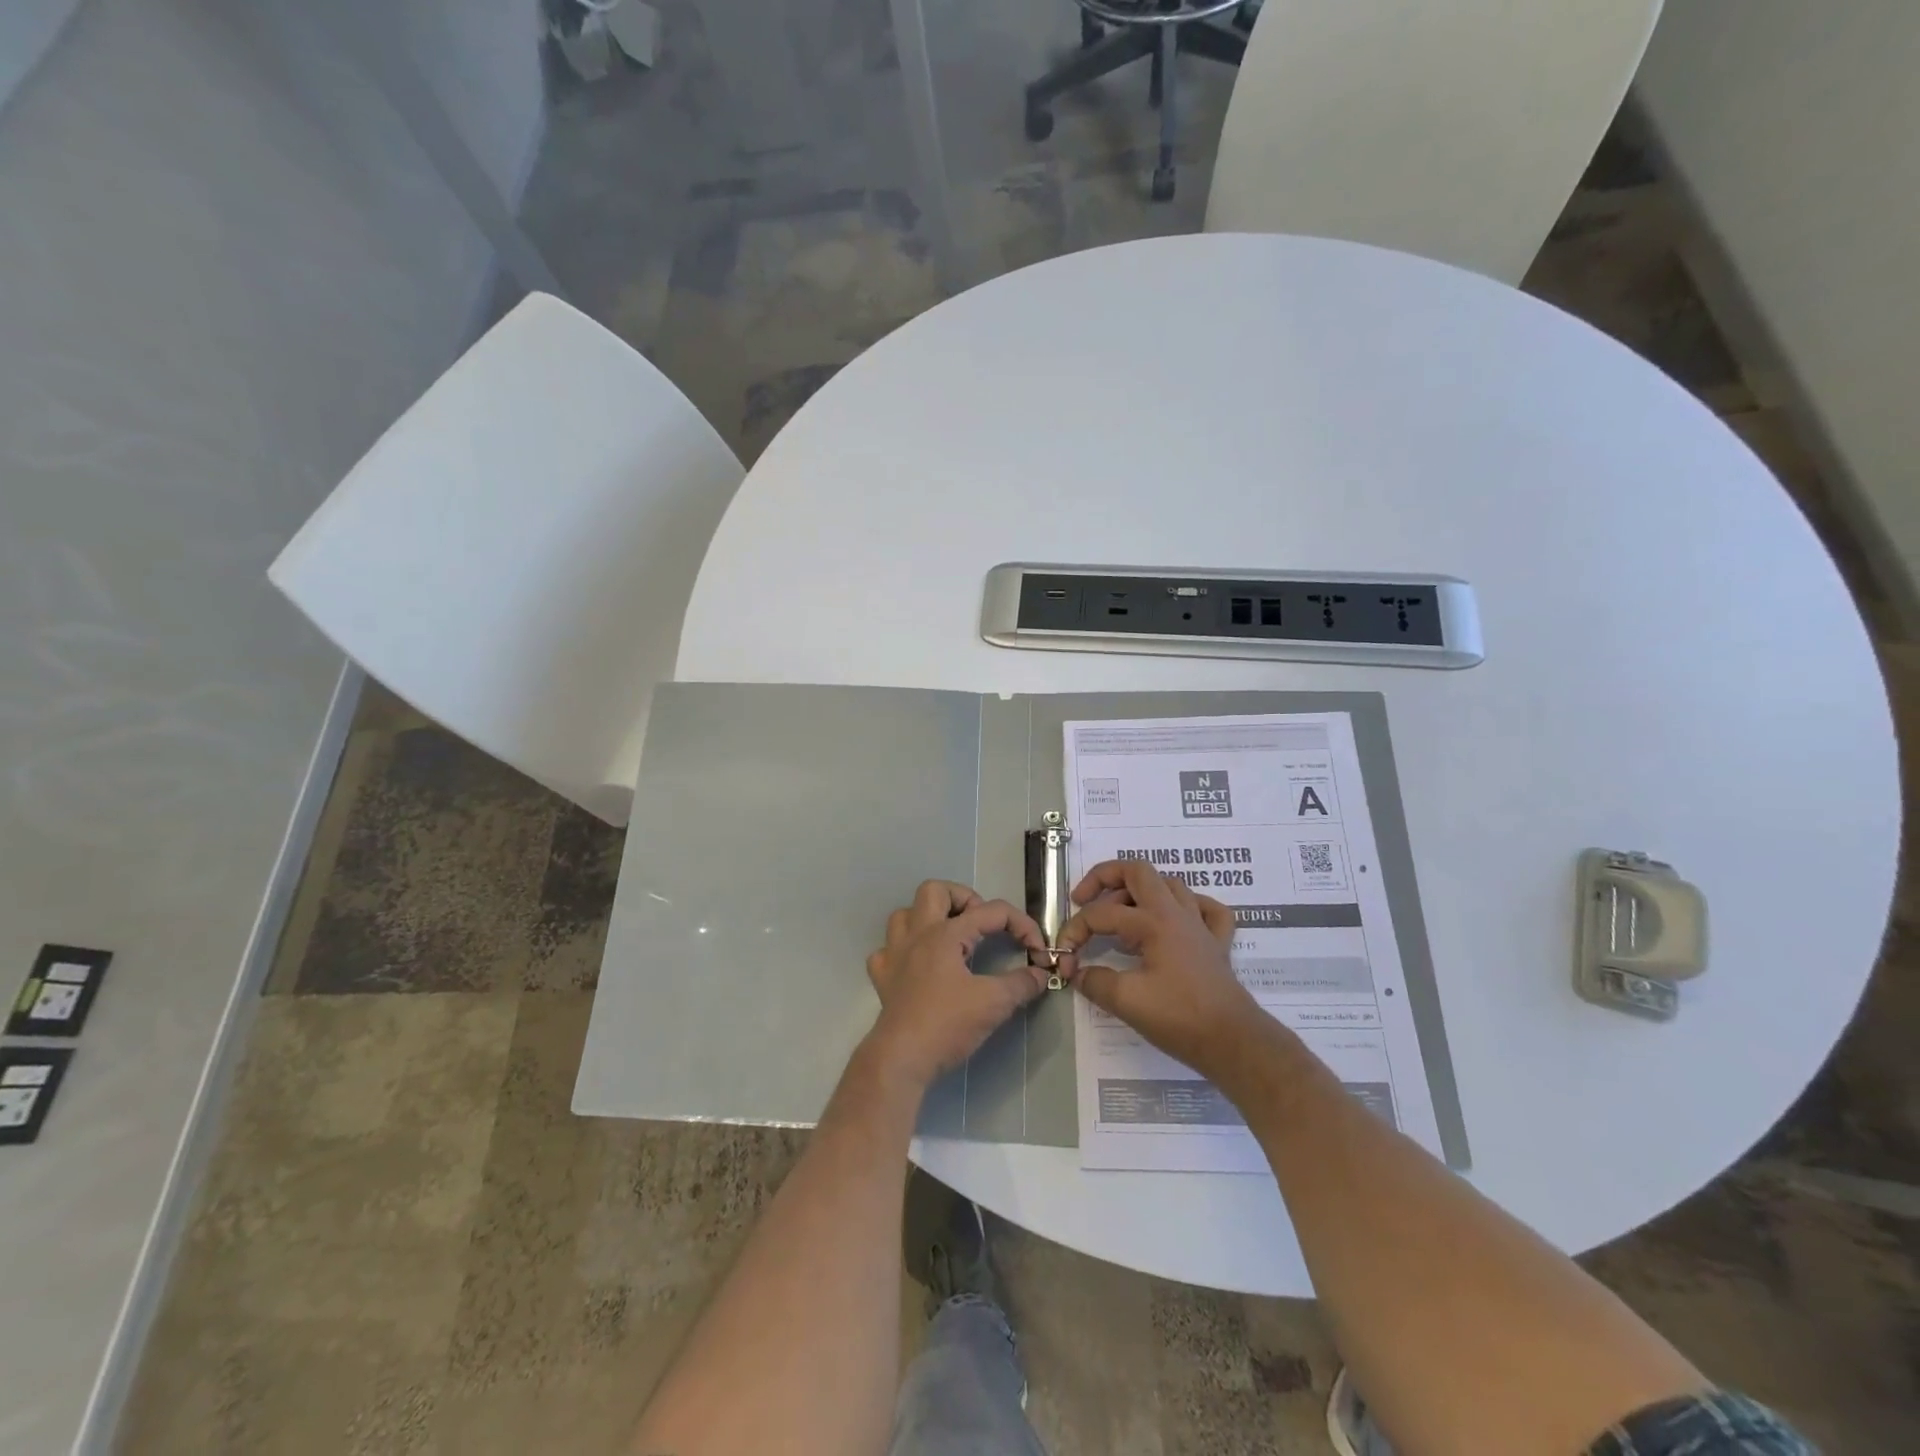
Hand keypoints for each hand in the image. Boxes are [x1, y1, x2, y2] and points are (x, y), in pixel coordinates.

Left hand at [863, 880, 1050, 1090]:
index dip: (1021, 925)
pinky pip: (887, 950)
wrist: (902, 1058)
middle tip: (982, 925)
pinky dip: (903, 951)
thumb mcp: (994, 1003)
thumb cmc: (948, 1025)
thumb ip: (1021, 984)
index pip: (991, 911)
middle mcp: (917, 934)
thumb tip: (1040, 974)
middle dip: (963, 899)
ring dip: (929, 918)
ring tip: (951, 937)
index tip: (1037, 950)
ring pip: (905, 914)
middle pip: (935, 890)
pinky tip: (918, 965)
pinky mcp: (883, 978)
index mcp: (946, 934)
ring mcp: (895, 954)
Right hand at [1057, 859, 1265, 1080]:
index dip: (1075, 931)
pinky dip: (1189, 906)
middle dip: (1104, 878)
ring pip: (1169, 884)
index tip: (1064, 959)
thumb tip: (1077, 972)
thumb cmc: (1180, 1018)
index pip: (1101, 914)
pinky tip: (1175, 919)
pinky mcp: (1216, 943)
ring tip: (1121, 915)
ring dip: (1140, 891)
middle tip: (1083, 900)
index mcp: (1153, 921)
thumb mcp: (1126, 1001)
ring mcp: (1200, 925)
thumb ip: (1094, 981)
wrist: (1234, 1042)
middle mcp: (1177, 913)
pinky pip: (1206, 908)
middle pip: (1138, 871)